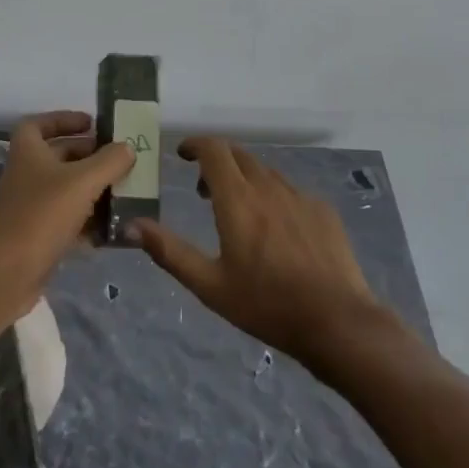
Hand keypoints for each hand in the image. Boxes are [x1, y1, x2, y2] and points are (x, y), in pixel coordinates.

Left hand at [0, 110, 132, 319]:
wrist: (6, 274)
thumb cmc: (42, 215)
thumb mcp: (83, 182)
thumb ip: (109, 161)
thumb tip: (128, 147)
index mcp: (28, 151)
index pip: (39, 123)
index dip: (63, 119)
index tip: (91, 123)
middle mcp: (25, 174)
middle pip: (57, 156)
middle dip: (88, 155)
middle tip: (118, 158)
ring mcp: (29, 206)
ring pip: (64, 189)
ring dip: (91, 189)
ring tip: (122, 191)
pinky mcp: (35, 236)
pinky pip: (65, 219)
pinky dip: (86, 220)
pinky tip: (111, 229)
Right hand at [129, 137, 384, 362]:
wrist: (337, 322)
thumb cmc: (266, 304)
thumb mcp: (209, 285)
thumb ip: (169, 251)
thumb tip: (131, 225)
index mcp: (237, 199)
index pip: (214, 150)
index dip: (196, 144)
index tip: (183, 154)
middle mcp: (268, 187)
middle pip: (239, 155)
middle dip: (217, 162)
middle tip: (204, 190)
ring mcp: (299, 196)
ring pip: (265, 173)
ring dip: (245, 180)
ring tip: (239, 212)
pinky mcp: (322, 211)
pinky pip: (291, 192)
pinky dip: (273, 198)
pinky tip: (277, 232)